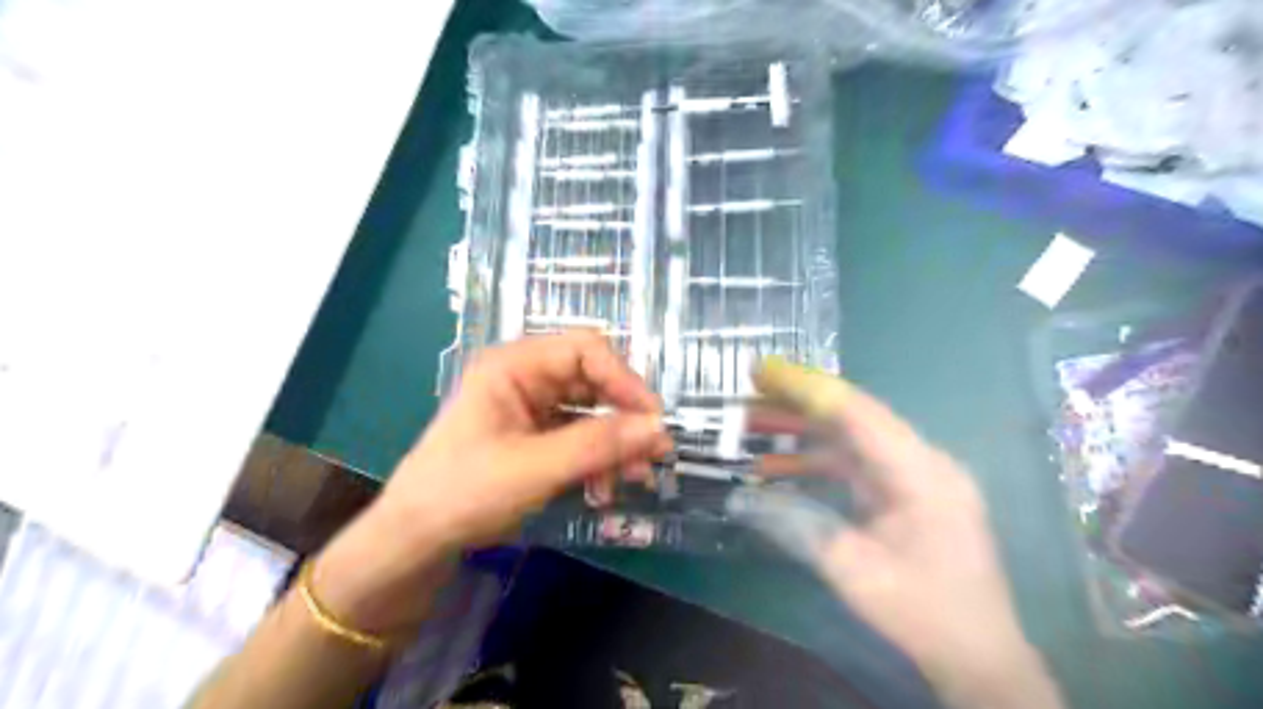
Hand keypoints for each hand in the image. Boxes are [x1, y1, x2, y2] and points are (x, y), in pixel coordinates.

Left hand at [310, 334, 674, 638]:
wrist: (416, 539)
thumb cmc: (463, 492)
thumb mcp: (534, 468)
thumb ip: (597, 445)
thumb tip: (659, 429)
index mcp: (514, 365)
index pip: (586, 350)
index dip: (625, 380)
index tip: (653, 419)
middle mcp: (526, 377)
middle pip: (593, 381)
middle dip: (624, 418)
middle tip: (653, 454)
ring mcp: (531, 407)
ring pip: (592, 411)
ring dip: (616, 443)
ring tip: (633, 479)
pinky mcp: (536, 435)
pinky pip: (581, 436)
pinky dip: (598, 459)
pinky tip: (605, 488)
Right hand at [725, 361, 1056, 708]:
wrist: (979, 655)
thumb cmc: (924, 613)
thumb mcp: (855, 572)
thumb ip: (799, 526)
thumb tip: (745, 496)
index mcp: (921, 473)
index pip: (857, 412)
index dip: (807, 387)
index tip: (763, 370)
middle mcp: (922, 461)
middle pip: (853, 416)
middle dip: (799, 401)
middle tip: (751, 388)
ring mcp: (915, 475)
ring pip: (850, 437)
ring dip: (803, 431)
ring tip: (753, 423)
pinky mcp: (904, 491)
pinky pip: (855, 463)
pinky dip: (816, 460)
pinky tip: (777, 466)